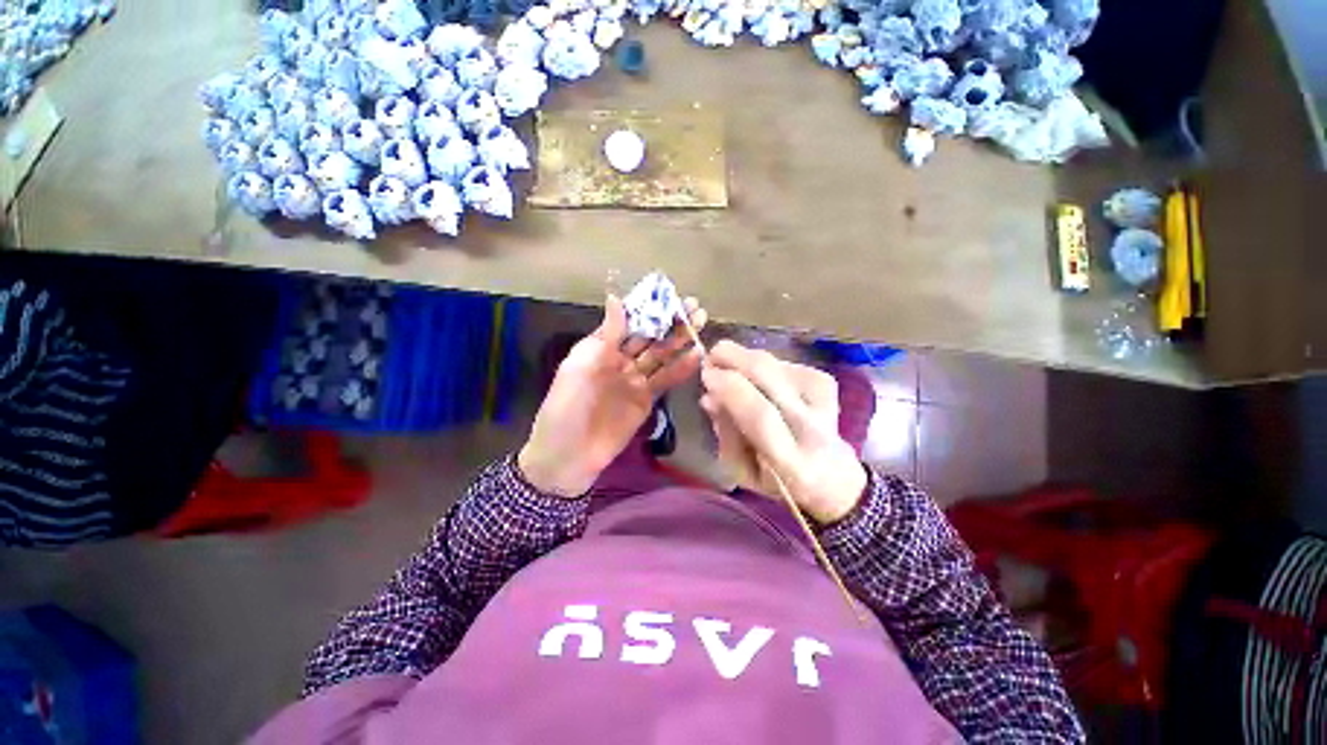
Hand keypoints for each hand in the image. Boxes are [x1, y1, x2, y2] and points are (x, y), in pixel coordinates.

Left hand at [519, 295, 707, 497]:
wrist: (569, 456)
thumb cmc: (566, 407)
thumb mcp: (580, 367)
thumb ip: (604, 336)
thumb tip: (616, 298)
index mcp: (600, 347)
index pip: (629, 321)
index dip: (649, 308)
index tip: (670, 295)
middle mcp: (621, 360)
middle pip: (650, 337)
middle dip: (671, 322)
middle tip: (695, 306)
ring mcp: (636, 380)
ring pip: (661, 356)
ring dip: (680, 341)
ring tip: (701, 323)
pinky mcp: (647, 399)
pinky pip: (666, 381)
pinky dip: (681, 369)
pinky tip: (697, 356)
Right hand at [700, 340, 867, 524]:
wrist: (833, 478)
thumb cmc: (778, 482)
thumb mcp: (741, 472)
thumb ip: (725, 435)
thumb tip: (709, 397)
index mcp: (791, 463)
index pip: (760, 415)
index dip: (730, 388)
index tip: (706, 374)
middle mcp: (813, 428)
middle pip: (770, 377)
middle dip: (734, 357)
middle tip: (711, 357)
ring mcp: (824, 401)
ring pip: (774, 364)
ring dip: (745, 360)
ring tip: (731, 370)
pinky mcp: (826, 384)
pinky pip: (784, 364)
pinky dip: (763, 366)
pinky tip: (759, 380)